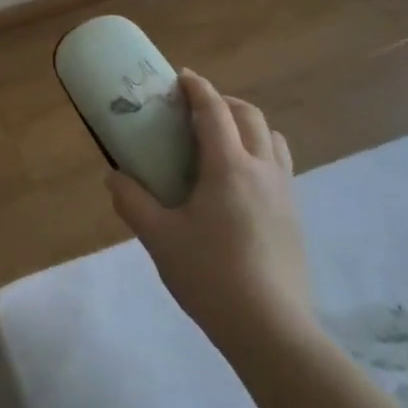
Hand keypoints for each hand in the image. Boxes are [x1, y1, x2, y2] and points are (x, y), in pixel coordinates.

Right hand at [106, 70, 311, 366]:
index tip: (181, 77)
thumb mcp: (159, 238)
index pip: (214, 111)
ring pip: (272, 139)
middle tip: (196, 110)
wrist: (272, 330)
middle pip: (249, 116)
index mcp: (229, 168)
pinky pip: (279, 165)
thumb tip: (113, 176)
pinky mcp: (295, 217)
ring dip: (247, 125)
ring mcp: (285, 193)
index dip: (197, 89)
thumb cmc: (210, 276)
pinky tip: (239, 183)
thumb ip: (132, 201)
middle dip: (223, 102)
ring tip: (221, 140)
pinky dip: (259, 152)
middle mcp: (263, 170)